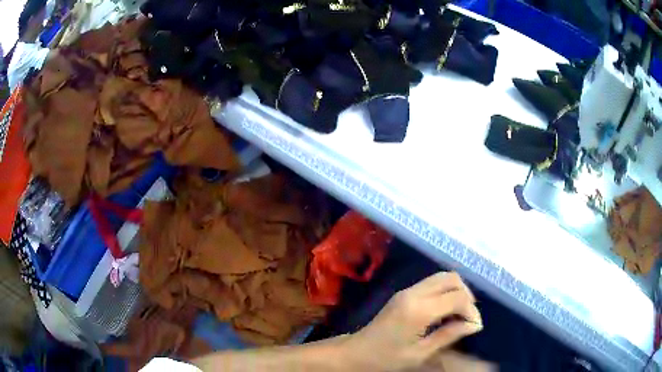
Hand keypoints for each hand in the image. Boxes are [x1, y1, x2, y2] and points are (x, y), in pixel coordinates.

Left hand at [344, 272, 482, 370]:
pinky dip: (446, 291)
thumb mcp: (420, 353)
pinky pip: (432, 282)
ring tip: (460, 313)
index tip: (475, 326)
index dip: (472, 310)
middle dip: (467, 295)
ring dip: (457, 290)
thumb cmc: (386, 358)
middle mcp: (414, 293)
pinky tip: (446, 309)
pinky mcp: (404, 293)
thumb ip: (449, 335)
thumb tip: (474, 324)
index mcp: (419, 310)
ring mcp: (407, 290)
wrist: (356, 352)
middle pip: (452, 278)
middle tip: (469, 317)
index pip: (457, 298)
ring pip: (442, 276)